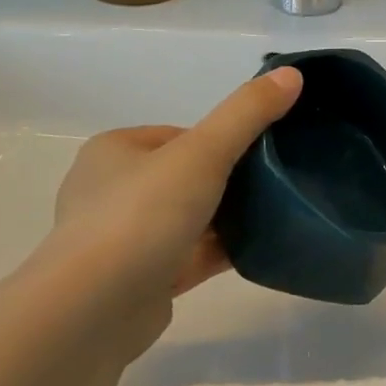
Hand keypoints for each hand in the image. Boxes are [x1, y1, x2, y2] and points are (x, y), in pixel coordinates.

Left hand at [40, 68, 303, 314]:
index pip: (180, 135)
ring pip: (187, 219)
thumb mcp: (204, 151)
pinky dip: (218, 252)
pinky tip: (256, 250)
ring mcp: (121, 241)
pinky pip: (187, 257)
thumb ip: (248, 112)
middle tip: (272, 186)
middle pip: (186, 177)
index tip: (260, 154)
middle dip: (227, 182)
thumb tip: (292, 74)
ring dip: (225, 219)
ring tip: (273, 216)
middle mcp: (110, 192)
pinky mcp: (136, 282)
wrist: (93, 311)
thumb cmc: (142, 215)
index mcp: (114, 152)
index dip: (222, 141)